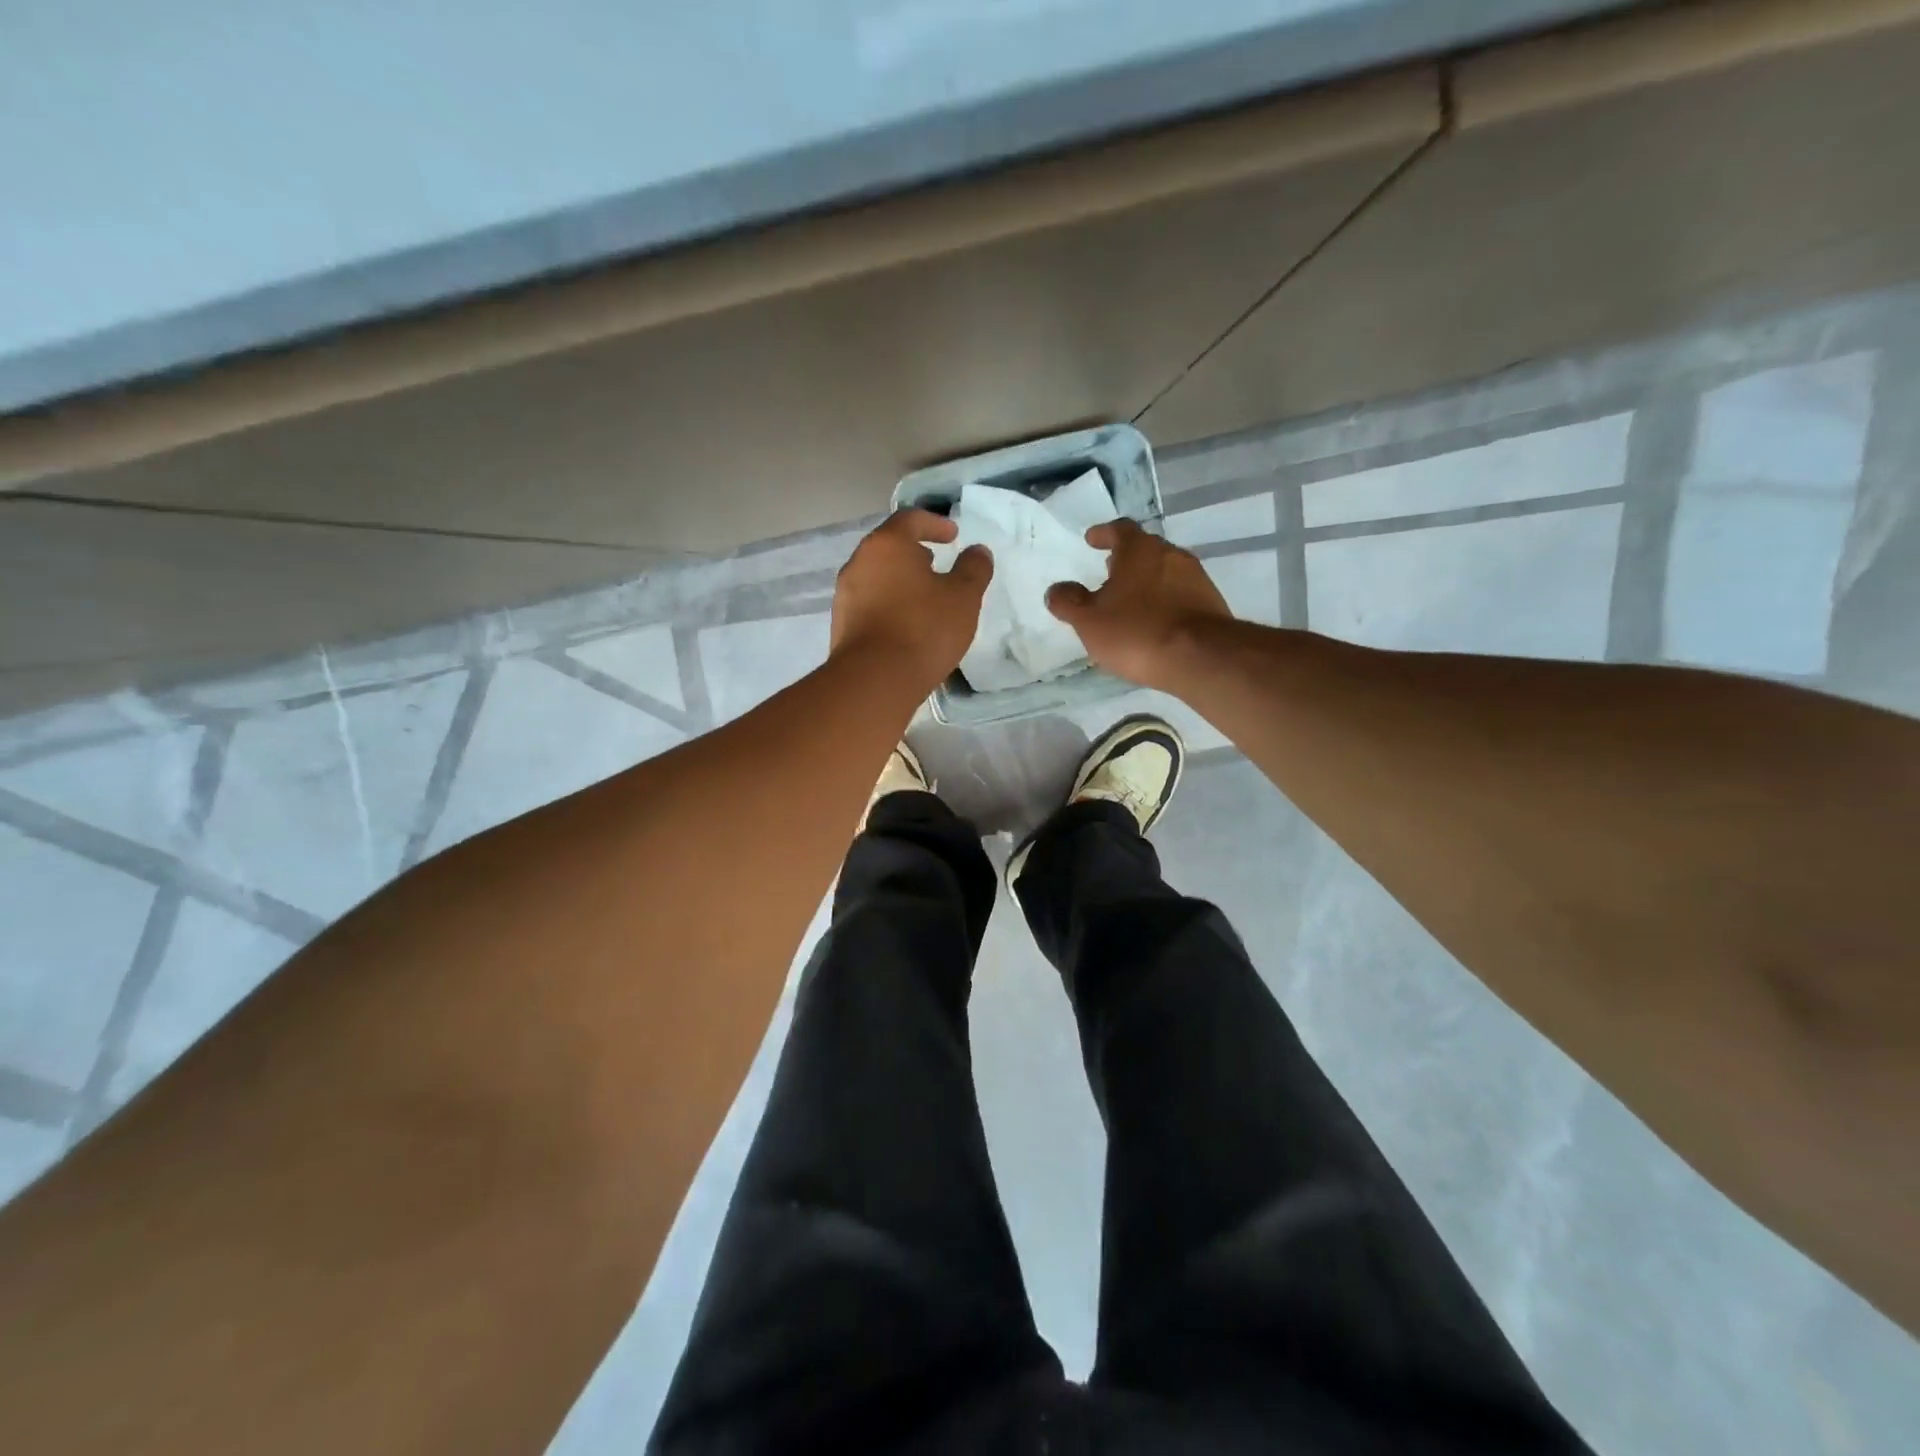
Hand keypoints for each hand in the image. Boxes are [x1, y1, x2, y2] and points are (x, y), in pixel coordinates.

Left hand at [831, 509, 992, 693]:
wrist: (875, 680)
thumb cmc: (924, 629)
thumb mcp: (963, 597)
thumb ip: (973, 569)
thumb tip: (978, 551)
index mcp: (887, 545)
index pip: (910, 519)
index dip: (934, 523)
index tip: (953, 535)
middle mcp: (859, 562)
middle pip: (888, 547)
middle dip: (914, 552)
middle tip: (937, 563)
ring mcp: (845, 594)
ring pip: (877, 576)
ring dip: (900, 580)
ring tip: (924, 597)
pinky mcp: (842, 624)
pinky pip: (870, 603)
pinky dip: (889, 603)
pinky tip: (906, 624)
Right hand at [1047, 518, 1231, 688]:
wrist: (1200, 658)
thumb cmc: (1136, 632)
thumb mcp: (1089, 621)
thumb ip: (1069, 602)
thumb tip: (1056, 590)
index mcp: (1139, 550)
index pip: (1120, 529)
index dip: (1104, 534)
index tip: (1092, 540)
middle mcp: (1171, 555)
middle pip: (1145, 549)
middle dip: (1126, 558)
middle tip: (1109, 569)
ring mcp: (1196, 578)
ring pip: (1165, 571)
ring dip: (1146, 580)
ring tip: (1130, 599)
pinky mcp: (1211, 604)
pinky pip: (1180, 594)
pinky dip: (1164, 600)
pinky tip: (1155, 621)